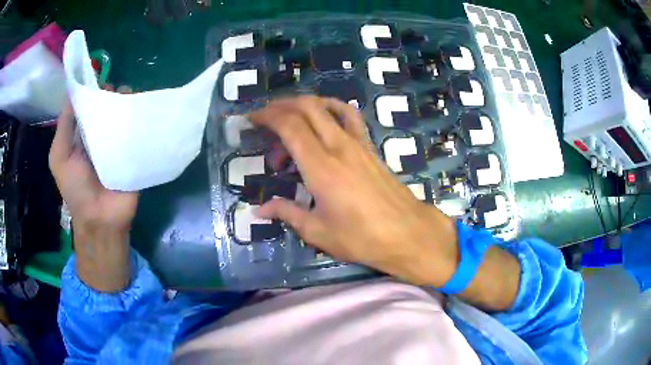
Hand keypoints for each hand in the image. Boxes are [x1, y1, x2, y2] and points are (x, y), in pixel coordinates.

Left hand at [49, 101, 137, 291]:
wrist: (101, 219)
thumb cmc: (75, 189)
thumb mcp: (59, 156)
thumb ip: (64, 126)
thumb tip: (74, 91)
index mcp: (83, 133)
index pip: (89, 103)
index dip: (93, 89)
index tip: (99, 82)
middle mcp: (100, 133)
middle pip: (108, 104)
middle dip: (113, 93)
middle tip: (115, 93)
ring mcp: (119, 141)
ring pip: (125, 113)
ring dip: (128, 101)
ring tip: (130, 99)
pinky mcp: (135, 151)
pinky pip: (138, 129)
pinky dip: (141, 117)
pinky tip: (143, 110)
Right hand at [249, 96, 457, 286]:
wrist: (407, 234)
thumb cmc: (361, 238)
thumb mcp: (318, 231)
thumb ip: (286, 213)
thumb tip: (259, 210)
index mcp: (321, 167)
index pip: (289, 126)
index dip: (267, 117)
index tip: (251, 120)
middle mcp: (339, 146)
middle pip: (307, 107)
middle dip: (281, 106)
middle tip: (264, 119)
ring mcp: (358, 143)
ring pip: (328, 107)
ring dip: (305, 105)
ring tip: (289, 120)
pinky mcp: (370, 147)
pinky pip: (349, 117)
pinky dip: (332, 109)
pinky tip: (324, 120)